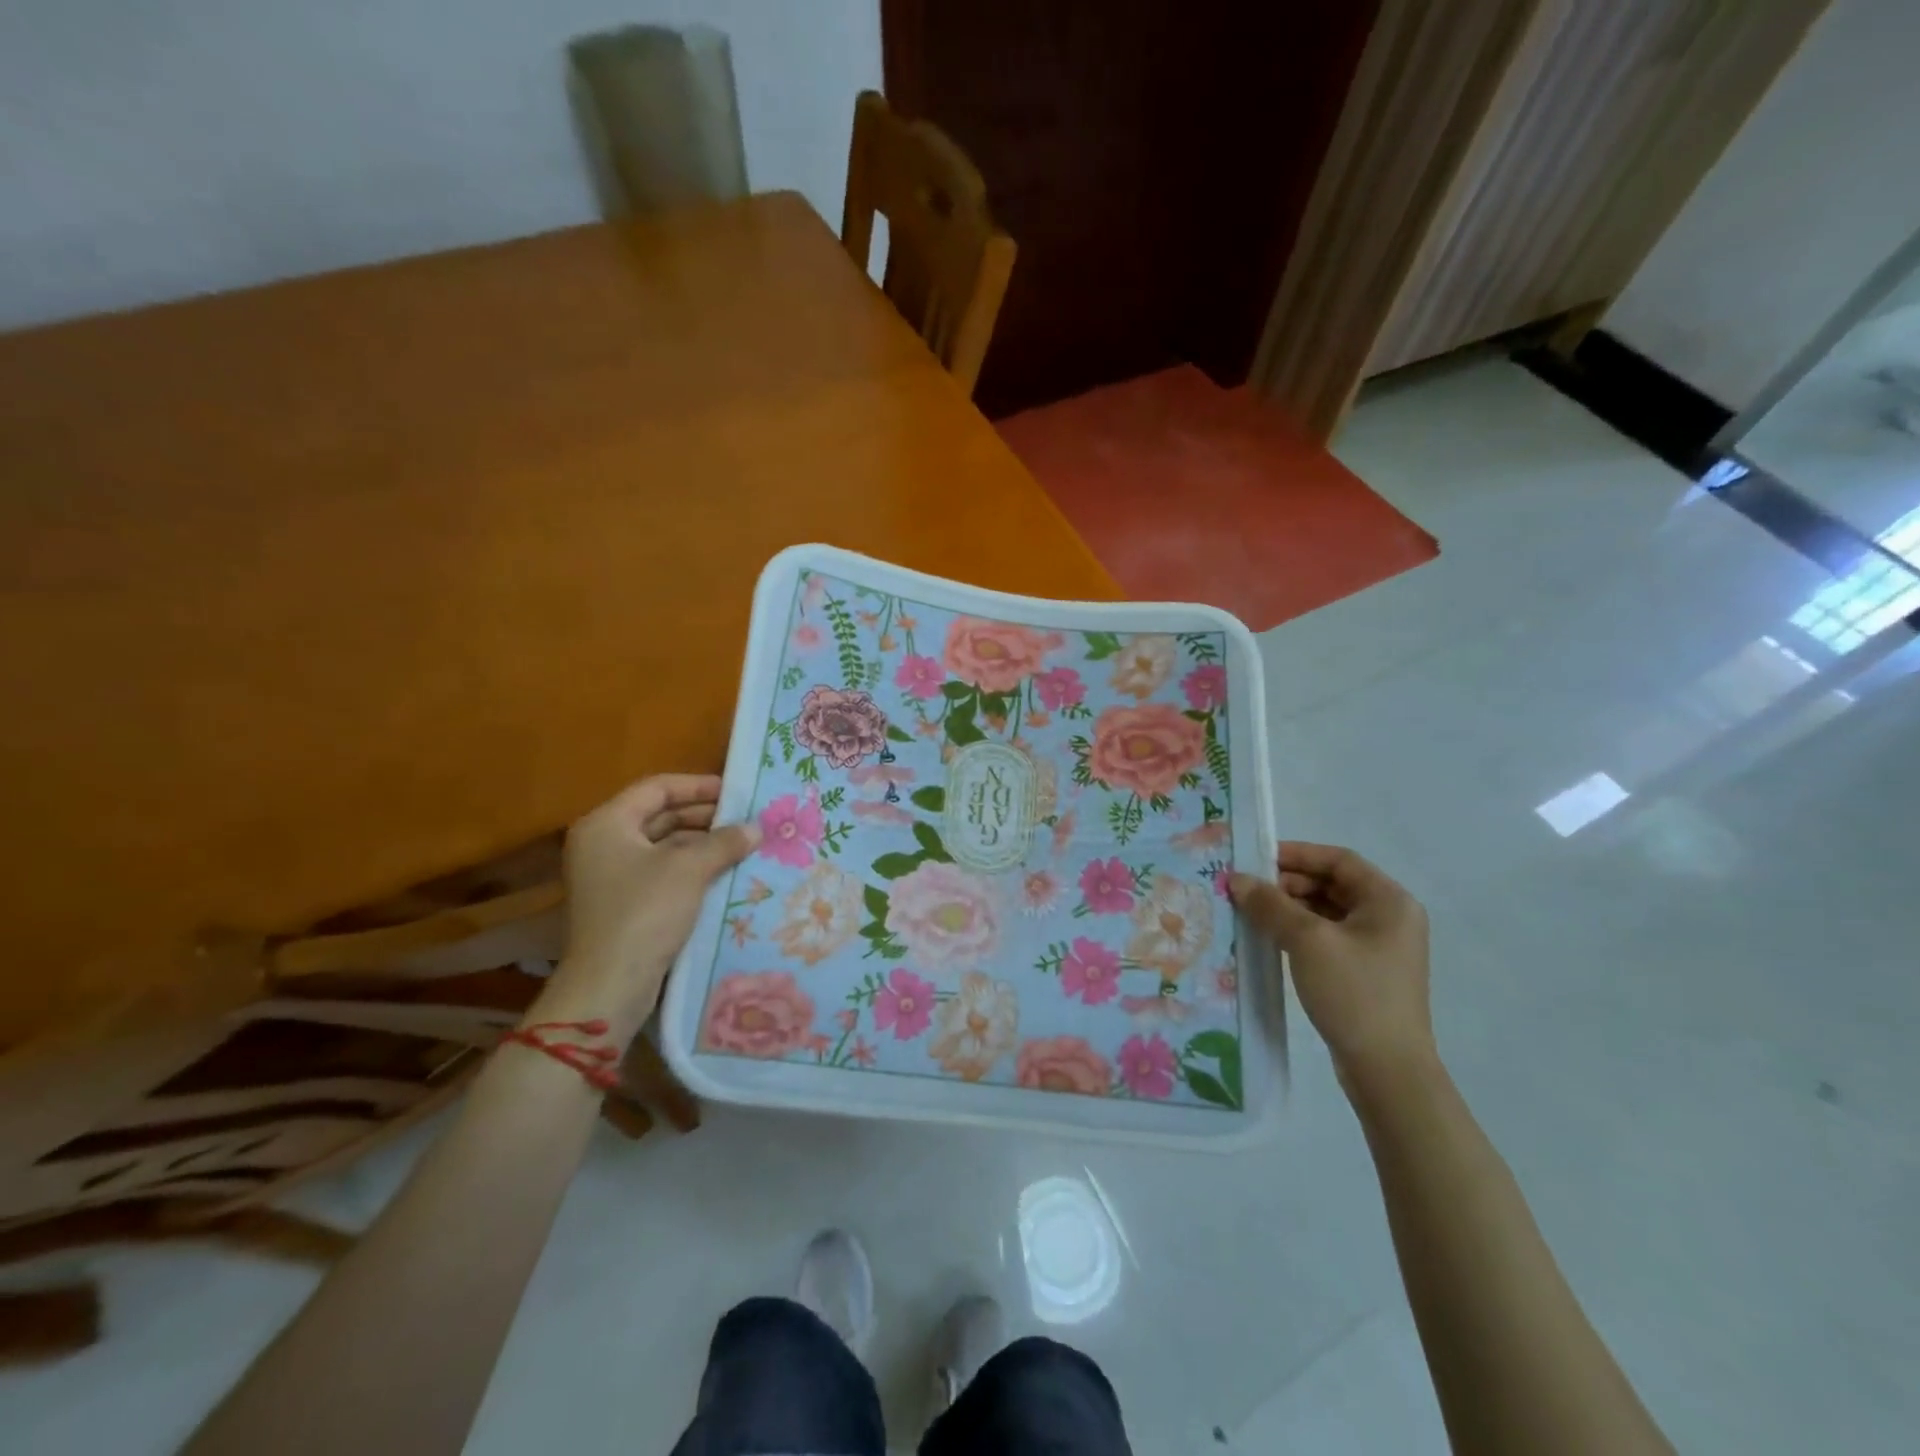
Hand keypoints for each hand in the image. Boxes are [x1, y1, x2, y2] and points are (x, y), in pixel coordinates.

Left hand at [537, 775, 758, 1044]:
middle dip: (705, 817)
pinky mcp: (623, 904)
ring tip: (743, 845)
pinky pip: (662, 873)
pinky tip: (725, 873)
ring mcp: (611, 876)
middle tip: (746, 819)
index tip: (736, 791)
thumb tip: (757, 827)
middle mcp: (603, 844)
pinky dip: (692, 868)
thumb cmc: (645, 912)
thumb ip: (724, 841)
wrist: (610, 984)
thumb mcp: (690, 868)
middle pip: (659, 816)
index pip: (657, 788)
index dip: (698, 786)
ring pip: (664, 846)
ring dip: (702, 844)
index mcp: (607, 824)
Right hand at [1231, 842, 1434, 1097]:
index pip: (1339, 860)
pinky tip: (1269, 938)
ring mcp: (1379, 948)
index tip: (1255, 859)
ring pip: (1327, 912)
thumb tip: (1236, 879)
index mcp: (1389, 901)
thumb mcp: (1307, 941)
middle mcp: (1390, 918)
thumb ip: (1270, 904)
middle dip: (1288, 883)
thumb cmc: (1353, 992)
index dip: (1296, 854)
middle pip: (1333, 884)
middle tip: (1247, 889)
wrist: (1387, 1070)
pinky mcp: (1365, 972)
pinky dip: (1299, 932)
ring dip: (1290, 908)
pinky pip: (1328, 937)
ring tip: (1251, 912)